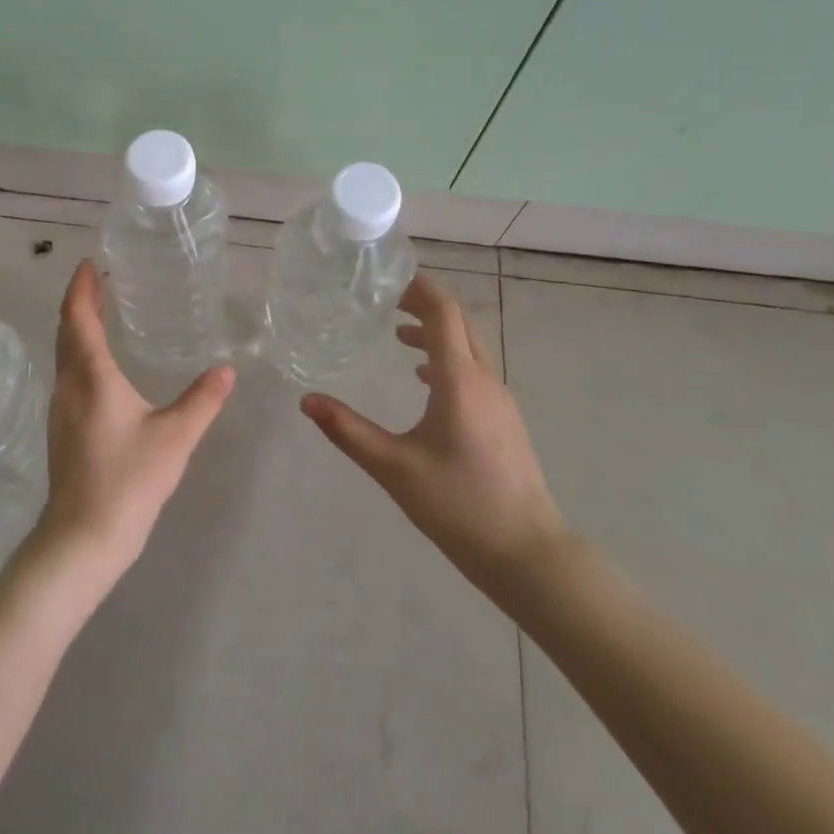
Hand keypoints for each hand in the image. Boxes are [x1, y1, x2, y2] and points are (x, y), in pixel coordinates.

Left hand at [32, 260, 234, 585]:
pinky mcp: (62, 430)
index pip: (78, 317)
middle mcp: (68, 385)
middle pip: (67, 332)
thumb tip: (227, 371)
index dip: (81, 287)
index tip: (89, 263)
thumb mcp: (175, 437)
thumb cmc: (128, 479)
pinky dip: (80, 355)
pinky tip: (101, 368)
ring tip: (102, 314)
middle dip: (81, 303)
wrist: (82, 538)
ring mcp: (61, 409)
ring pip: (65, 355)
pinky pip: (68, 376)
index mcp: (91, 376)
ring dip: (78, 329)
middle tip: (100, 281)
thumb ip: (202, 400)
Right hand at [300, 273, 565, 602]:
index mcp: (460, 380)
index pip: (443, 313)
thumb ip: (348, 430)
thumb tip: (306, 400)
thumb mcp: (394, 467)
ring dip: (434, 333)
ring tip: (396, 334)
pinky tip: (423, 380)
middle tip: (384, 301)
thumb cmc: (459, 505)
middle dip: (423, 305)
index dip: (418, 289)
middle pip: (458, 323)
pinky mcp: (503, 419)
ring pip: (467, 347)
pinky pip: (473, 370)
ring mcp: (499, 399)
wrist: (527, 552)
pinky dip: (446, 359)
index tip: (386, 281)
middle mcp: (484, 379)